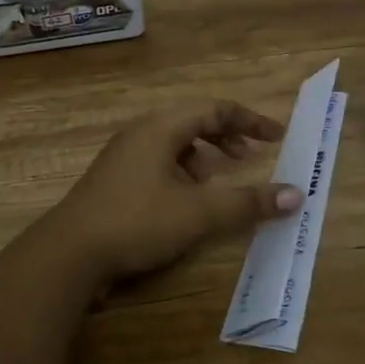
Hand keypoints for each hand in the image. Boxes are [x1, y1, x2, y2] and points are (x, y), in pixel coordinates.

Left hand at [37, 101, 303, 285]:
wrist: (68, 254)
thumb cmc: (136, 222)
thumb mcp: (198, 213)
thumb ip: (248, 203)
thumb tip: (296, 194)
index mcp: (161, 128)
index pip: (215, 109)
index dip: (250, 120)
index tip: (277, 136)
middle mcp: (141, 133)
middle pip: (193, 122)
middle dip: (226, 136)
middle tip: (250, 156)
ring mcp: (123, 156)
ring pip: (174, 143)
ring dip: (203, 157)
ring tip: (219, 181)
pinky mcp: (114, 180)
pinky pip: (158, 162)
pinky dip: (182, 173)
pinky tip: (185, 201)